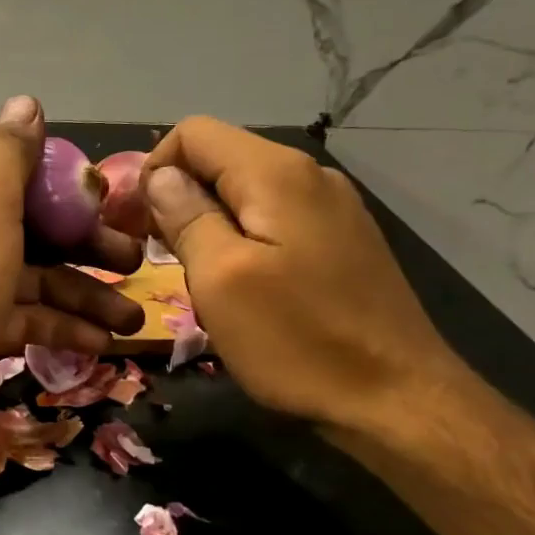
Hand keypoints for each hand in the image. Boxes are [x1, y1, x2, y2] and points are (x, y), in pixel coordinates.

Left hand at [0, 96, 144, 450]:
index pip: (21, 177)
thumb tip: (26, 101)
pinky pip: (29, 320)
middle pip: (37, 230)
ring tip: (132, 319)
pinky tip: (102, 341)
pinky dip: (64, 328)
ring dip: (87, 296)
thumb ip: (9, 151)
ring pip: (38, 280)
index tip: (113, 204)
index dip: (68, 189)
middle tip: (137, 262)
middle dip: (89, 246)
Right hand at [141, 116, 467, 434]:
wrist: (399, 401)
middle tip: (153, 254)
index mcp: (276, 174)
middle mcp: (309, 176)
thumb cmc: (298, 340)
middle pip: (218, 159)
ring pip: (243, 192)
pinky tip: (237, 286)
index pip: (192, 133)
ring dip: (204, 223)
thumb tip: (160, 177)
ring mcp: (332, 209)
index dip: (152, 170)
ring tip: (191, 275)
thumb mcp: (220, 278)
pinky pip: (272, 220)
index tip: (136, 224)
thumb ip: (185, 216)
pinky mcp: (341, 242)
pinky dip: (238, 240)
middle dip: (175, 198)